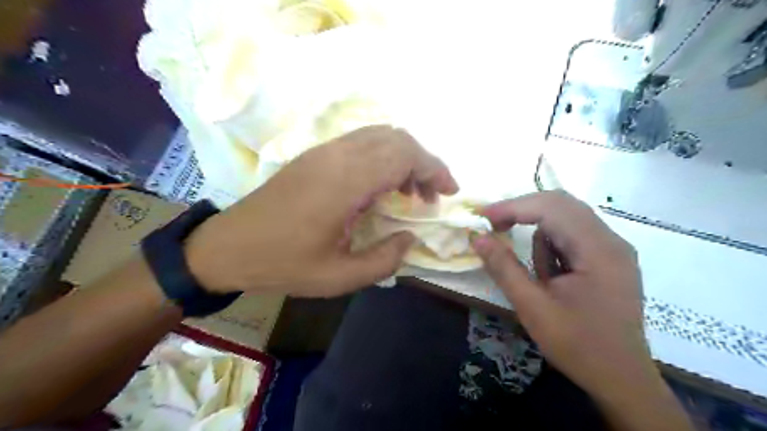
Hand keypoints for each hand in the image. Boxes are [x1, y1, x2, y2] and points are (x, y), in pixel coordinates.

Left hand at [183, 125, 460, 295]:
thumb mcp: (339, 277)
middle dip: (424, 163)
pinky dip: (383, 157)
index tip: (448, 193)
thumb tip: (410, 238)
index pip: (405, 155)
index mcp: (345, 182)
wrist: (228, 246)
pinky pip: (361, 142)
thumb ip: (384, 260)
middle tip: (430, 196)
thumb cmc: (283, 264)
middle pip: (397, 138)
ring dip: (403, 158)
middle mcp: (337, 155)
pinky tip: (381, 186)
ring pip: (380, 135)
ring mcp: (323, 151)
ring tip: (409, 192)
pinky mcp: (315, 155)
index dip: (435, 170)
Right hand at [471, 191, 656, 398]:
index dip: (513, 206)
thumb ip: (504, 268)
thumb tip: (477, 237)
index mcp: (598, 250)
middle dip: (523, 210)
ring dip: (540, 231)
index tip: (483, 217)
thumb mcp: (532, 308)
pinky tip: (551, 274)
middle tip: (495, 226)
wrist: (622, 380)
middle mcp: (611, 241)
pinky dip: (553, 244)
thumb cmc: (578, 346)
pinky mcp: (609, 258)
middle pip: (562, 204)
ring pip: (568, 217)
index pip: (552, 208)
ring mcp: (613, 248)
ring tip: (535, 270)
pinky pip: (574, 235)